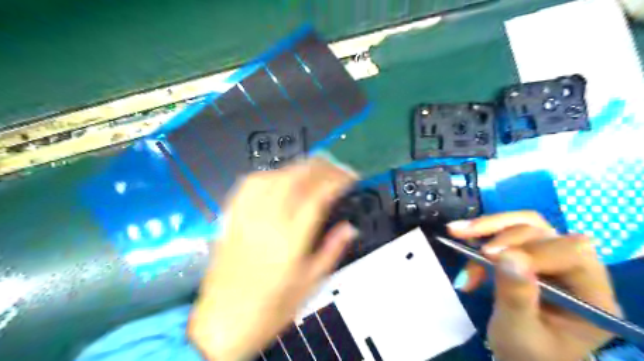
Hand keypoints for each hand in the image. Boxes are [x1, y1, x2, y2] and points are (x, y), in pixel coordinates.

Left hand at [188, 158, 356, 359]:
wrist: (222, 323)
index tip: (350, 178)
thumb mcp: (310, 284)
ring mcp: (246, 216)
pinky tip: (280, 178)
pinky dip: (270, 174)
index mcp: (291, 239)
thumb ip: (332, 250)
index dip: (338, 180)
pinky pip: (249, 184)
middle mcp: (268, 220)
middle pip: (296, 177)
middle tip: (336, 169)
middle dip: (320, 166)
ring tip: (313, 171)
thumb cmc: (271, 308)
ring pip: (273, 175)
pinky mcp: (231, 217)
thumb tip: (350, 227)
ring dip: (297, 168)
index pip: (318, 195)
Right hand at [449, 211, 618, 360]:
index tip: (488, 256)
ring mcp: (551, 258)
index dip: (529, 249)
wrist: (520, 356)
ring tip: (456, 231)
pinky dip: (481, 237)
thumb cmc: (526, 353)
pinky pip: (505, 233)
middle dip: (499, 232)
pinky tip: (462, 246)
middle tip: (461, 234)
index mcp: (591, 294)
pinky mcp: (529, 254)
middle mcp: (576, 269)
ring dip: (486, 228)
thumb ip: (517, 295)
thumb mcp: (519, 330)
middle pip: (541, 231)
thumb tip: (508, 255)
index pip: (569, 253)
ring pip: (521, 225)